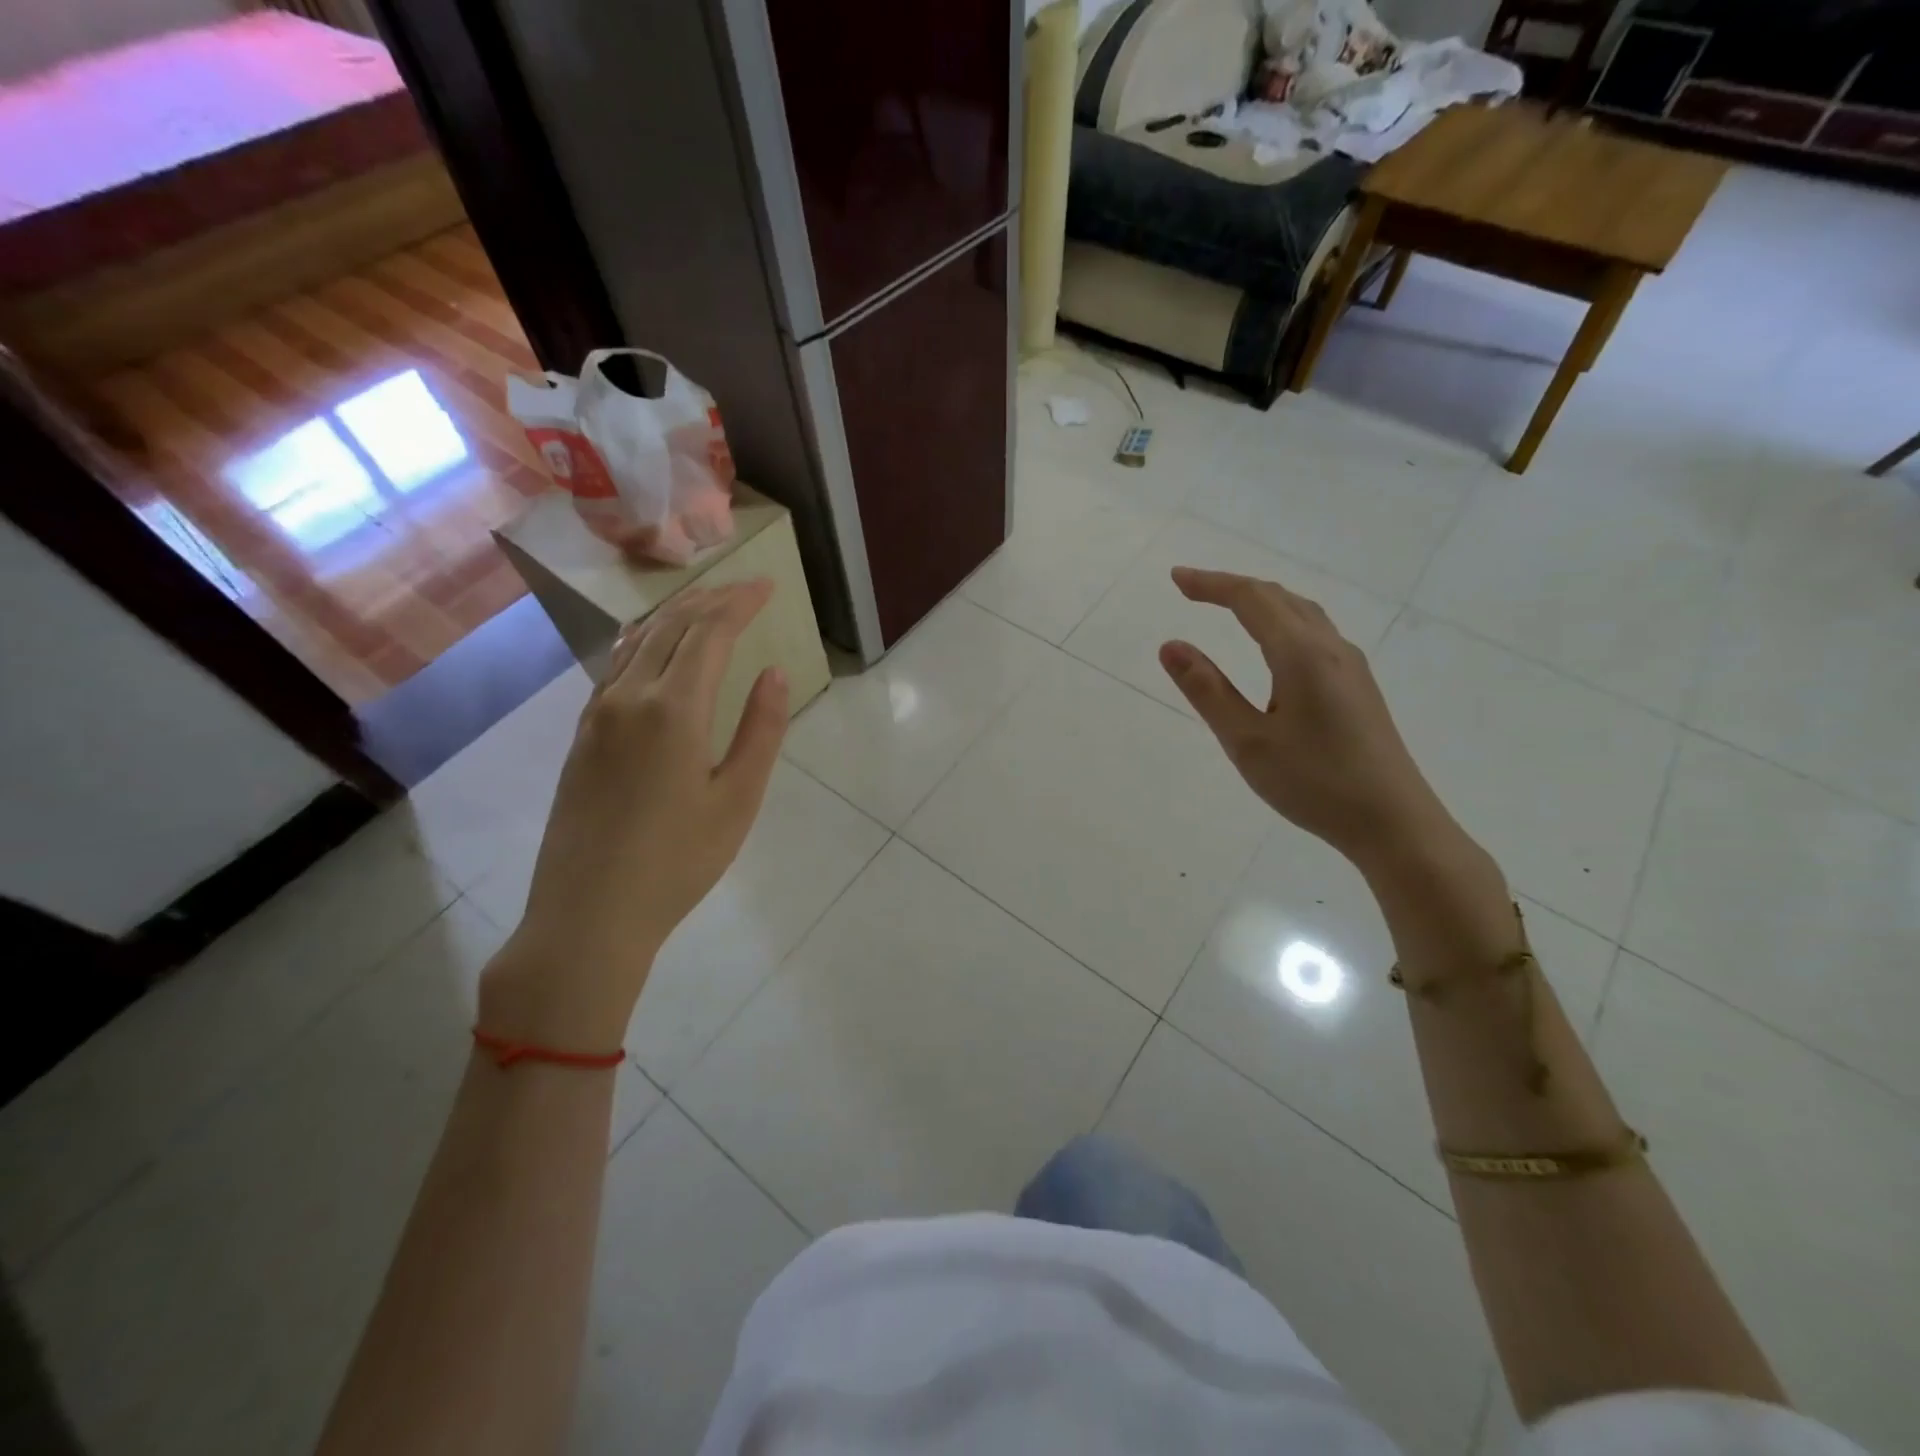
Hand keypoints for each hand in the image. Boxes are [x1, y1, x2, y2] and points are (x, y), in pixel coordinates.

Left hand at [479, 580, 788, 1049]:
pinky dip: (644, 643)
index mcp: (673, 709)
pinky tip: (651, 647)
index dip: (740, 603)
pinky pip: (615, 668)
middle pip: (670, 627)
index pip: (710, 633)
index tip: (767, 584)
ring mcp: (596, 716)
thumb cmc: (678, 862)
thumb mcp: (738, 799)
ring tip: (704, 604)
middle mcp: (628, 698)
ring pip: (637, 642)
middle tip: (741, 586)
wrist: (588, 914)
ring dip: (674, 616)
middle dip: (709, 599)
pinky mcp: (581, 737)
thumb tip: (774, 673)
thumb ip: (760, 730)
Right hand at [1158, 567, 1455, 873]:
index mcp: (1300, 654)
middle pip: (1279, 598)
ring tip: (1228, 606)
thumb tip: (1171, 646)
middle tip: (1192, 590)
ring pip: (1302, 612)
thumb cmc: (1314, 783)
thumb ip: (1207, 690)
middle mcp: (1330, 648)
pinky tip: (1274, 645)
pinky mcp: (1358, 686)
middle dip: (1233, 587)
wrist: (1394, 822)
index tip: (1176, 579)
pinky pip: (1314, 632)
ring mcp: (1350, 666)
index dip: (1211, 584)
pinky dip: (1282, 620)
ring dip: (1261, 601)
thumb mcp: (1247, 741)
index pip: (1251, 599)